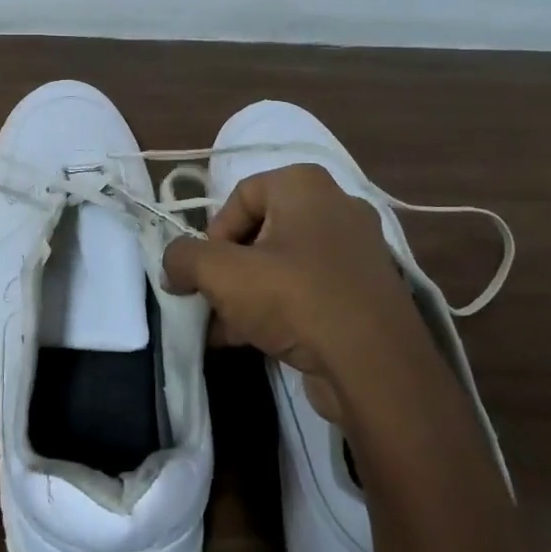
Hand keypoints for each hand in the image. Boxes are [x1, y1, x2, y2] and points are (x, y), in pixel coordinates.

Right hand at [162, 163, 421, 423]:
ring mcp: (357, 251)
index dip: (213, 235)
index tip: (205, 273)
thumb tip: (174, 264)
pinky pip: (310, 289)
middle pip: (261, 231)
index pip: (240, 196)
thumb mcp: (223, 274)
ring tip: (225, 329)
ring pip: (284, 264)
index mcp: (305, 184)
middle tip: (213, 301)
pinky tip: (255, 341)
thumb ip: (185, 258)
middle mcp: (336, 207)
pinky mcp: (367, 292)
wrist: (376, 367)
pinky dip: (281, 308)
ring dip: (249, 294)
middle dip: (229, 270)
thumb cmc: (295, 298)